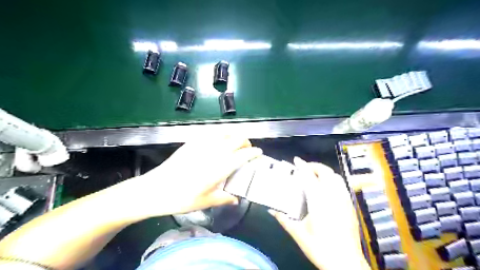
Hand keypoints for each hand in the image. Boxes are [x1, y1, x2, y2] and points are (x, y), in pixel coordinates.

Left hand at [120, 136, 261, 219]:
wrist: (155, 189)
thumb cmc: (182, 198)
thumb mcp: (206, 201)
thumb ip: (224, 198)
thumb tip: (236, 199)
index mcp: (221, 167)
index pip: (244, 154)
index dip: (254, 152)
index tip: (259, 153)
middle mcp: (214, 151)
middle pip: (237, 138)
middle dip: (246, 141)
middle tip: (247, 149)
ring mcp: (202, 144)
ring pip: (225, 132)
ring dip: (234, 135)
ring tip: (235, 143)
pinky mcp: (191, 142)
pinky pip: (211, 132)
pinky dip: (220, 134)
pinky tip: (218, 140)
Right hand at [269, 157, 369, 268]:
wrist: (346, 263)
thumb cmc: (320, 247)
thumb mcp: (298, 233)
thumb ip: (284, 219)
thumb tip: (271, 210)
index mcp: (319, 201)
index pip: (309, 176)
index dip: (302, 166)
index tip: (296, 160)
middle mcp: (333, 196)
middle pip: (326, 172)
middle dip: (315, 166)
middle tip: (305, 168)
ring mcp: (344, 200)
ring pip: (336, 177)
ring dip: (325, 172)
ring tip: (315, 176)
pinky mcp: (350, 206)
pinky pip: (342, 186)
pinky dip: (333, 181)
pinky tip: (327, 189)